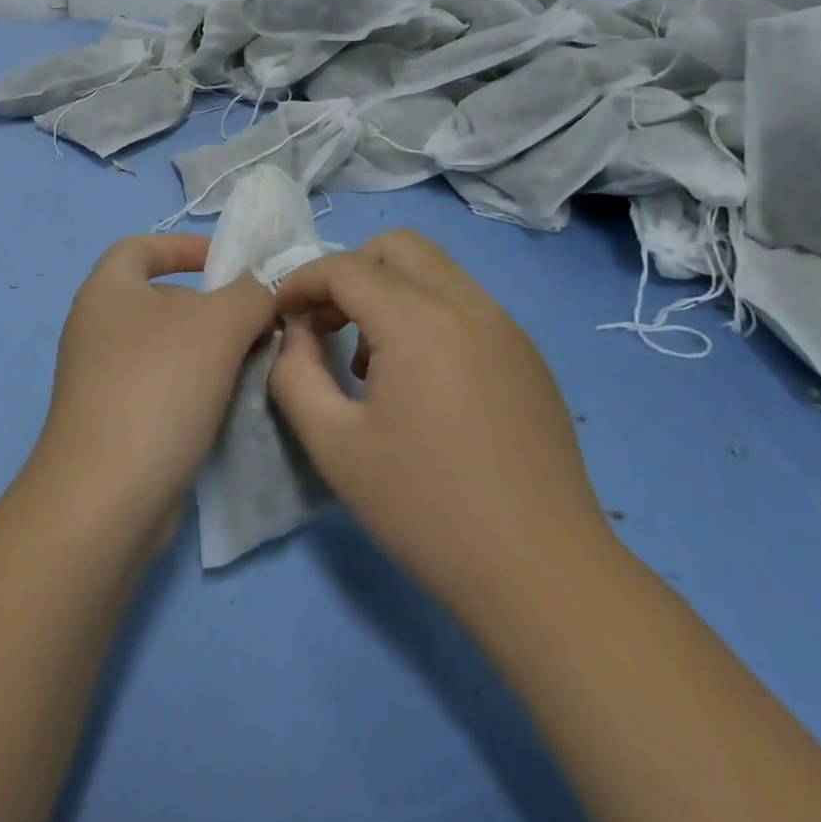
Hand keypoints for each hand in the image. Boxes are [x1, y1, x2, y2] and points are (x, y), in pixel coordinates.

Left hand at [30, 234, 277, 543]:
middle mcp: (97, 327)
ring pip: (168, 348)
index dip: (184, 246)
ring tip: (254, 364)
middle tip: (257, 324)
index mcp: (107, 290)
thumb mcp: (218, 325)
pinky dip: (196, 387)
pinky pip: (163, 387)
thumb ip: (250, 294)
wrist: (107, 495)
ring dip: (211, 351)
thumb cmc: (158, 387)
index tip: (228, 262)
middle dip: (211, 306)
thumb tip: (261, 290)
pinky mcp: (115, 421)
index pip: (141, 246)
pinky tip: (230, 405)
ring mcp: (102, 378)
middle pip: (161, 299)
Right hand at [269, 230, 610, 621]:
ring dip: (388, 290)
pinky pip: (463, 304)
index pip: (345, 268)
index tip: (278, 313)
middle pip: (397, 247)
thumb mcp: (333, 444)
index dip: (301, 281)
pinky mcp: (526, 356)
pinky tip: (417, 381)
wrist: (542, 574)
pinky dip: (425, 313)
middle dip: (348, 271)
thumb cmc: (426, 508)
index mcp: (419, 321)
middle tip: (324, 322)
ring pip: (434, 271)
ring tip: (367, 358)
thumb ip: (295, 374)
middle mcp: (467, 305)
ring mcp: (505, 328)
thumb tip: (296, 334)